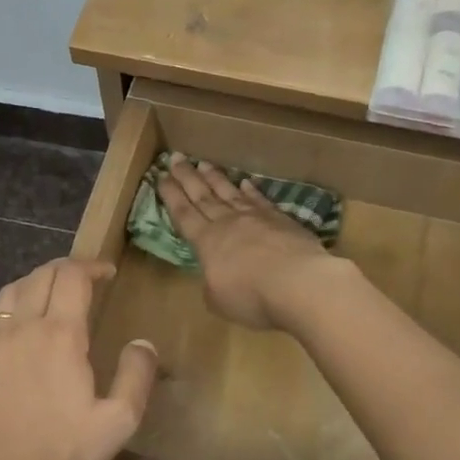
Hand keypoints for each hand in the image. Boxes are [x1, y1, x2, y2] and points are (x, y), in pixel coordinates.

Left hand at [0, 258, 157, 459]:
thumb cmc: (59, 455)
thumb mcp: (116, 423)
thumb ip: (136, 377)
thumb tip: (143, 343)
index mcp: (59, 335)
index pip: (72, 277)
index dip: (91, 266)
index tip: (106, 272)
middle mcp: (21, 328)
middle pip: (40, 276)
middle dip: (65, 268)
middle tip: (82, 278)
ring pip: (10, 292)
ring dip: (34, 283)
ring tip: (50, 294)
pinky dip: (10, 309)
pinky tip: (18, 329)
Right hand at [157, 155, 336, 330]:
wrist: (298, 282)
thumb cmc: (251, 296)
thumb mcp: (218, 300)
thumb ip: (212, 286)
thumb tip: (214, 278)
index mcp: (206, 242)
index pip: (183, 214)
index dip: (171, 195)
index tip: (161, 177)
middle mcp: (227, 223)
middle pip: (202, 196)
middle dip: (187, 177)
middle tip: (175, 158)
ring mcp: (255, 217)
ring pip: (229, 192)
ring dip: (215, 178)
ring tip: (203, 163)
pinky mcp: (281, 219)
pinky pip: (260, 200)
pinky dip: (251, 190)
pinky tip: (245, 182)